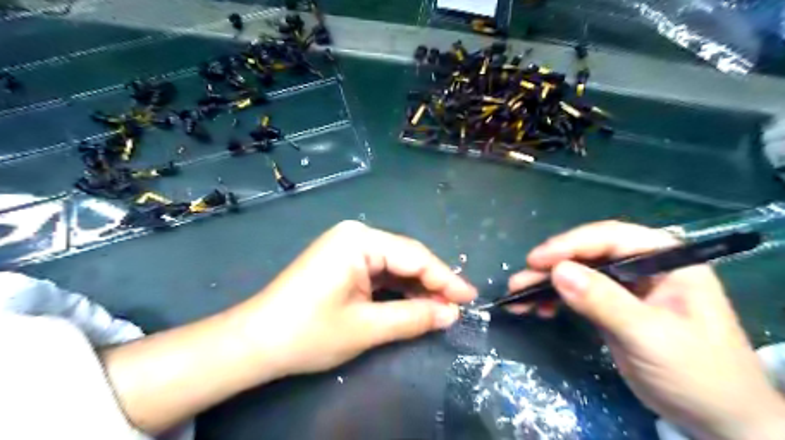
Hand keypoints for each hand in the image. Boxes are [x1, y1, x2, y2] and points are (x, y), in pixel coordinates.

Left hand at [236, 222, 475, 379]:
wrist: (255, 342)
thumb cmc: (309, 332)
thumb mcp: (367, 327)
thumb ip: (413, 318)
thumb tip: (451, 315)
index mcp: (359, 240)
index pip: (414, 256)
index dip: (445, 279)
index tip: (470, 298)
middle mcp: (356, 235)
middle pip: (406, 258)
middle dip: (432, 284)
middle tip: (458, 307)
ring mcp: (348, 248)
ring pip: (395, 266)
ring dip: (417, 288)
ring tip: (442, 310)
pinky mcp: (343, 262)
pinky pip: (380, 273)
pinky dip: (398, 290)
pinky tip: (415, 304)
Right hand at [506, 222, 783, 439]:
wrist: (717, 420)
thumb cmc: (698, 374)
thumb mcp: (651, 336)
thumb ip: (605, 302)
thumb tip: (558, 272)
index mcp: (666, 259)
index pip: (611, 238)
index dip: (571, 244)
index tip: (536, 260)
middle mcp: (643, 266)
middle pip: (588, 253)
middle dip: (551, 266)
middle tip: (519, 280)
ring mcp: (625, 287)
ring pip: (577, 273)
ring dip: (545, 283)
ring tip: (517, 296)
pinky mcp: (611, 307)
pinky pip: (576, 294)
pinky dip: (554, 299)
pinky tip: (537, 308)